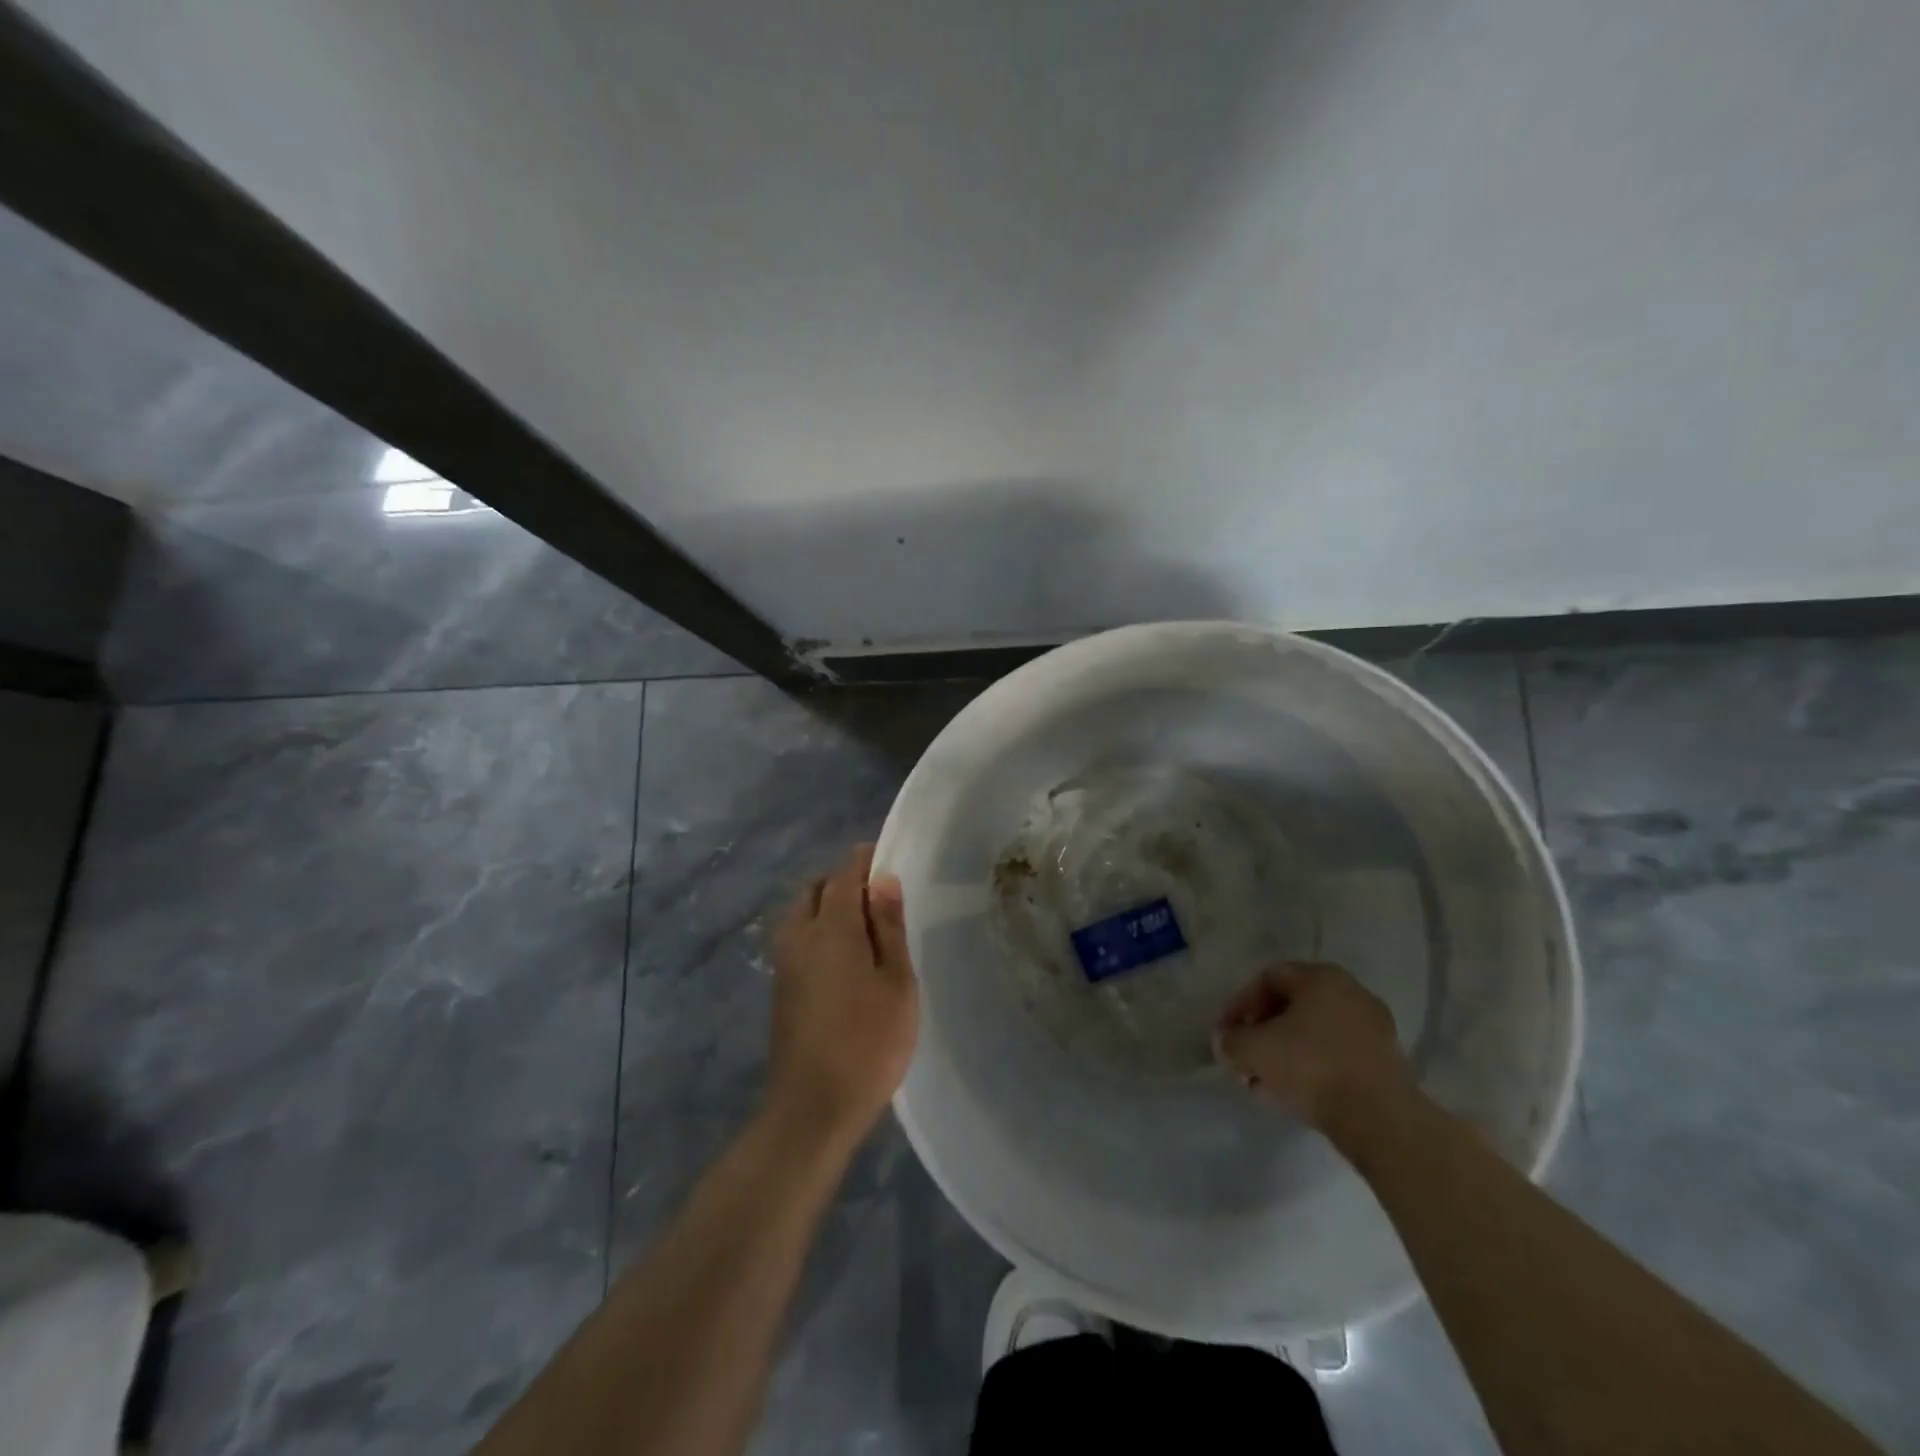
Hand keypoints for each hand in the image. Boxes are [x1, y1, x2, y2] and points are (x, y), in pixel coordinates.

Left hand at [767, 843, 917, 1146]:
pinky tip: (844, 958)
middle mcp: (798, 936)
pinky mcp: (779, 988)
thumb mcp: (896, 983)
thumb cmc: (868, 1043)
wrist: (812, 1109)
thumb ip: (889, 927)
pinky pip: (797, 939)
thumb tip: (882, 879)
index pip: (843, 873)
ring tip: (864, 928)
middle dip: (842, 881)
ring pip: (800, 914)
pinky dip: (817, 932)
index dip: (864, 859)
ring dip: (826, 907)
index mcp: (830, 928)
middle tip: (878, 897)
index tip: (888, 857)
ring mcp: (784, 963)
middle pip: (815, 889)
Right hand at [1215, 961, 1412, 1129]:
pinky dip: (1310, 1067)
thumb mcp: (1251, 1050)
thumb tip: (1227, 1043)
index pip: (1267, 979)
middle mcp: (1350, 992)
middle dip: (1261, 1033)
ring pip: (1313, 1033)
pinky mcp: (1385, 1061)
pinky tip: (1293, 1094)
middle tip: (1244, 1059)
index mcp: (1321, 977)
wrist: (1380, 1121)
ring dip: (1283, 1053)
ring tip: (1263, 1083)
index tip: (1225, 1035)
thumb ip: (1230, 1040)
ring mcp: (1373, 1027)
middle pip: (1291, 1007)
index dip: (1239, 1005)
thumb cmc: (1310, 1068)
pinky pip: (1336, 1054)